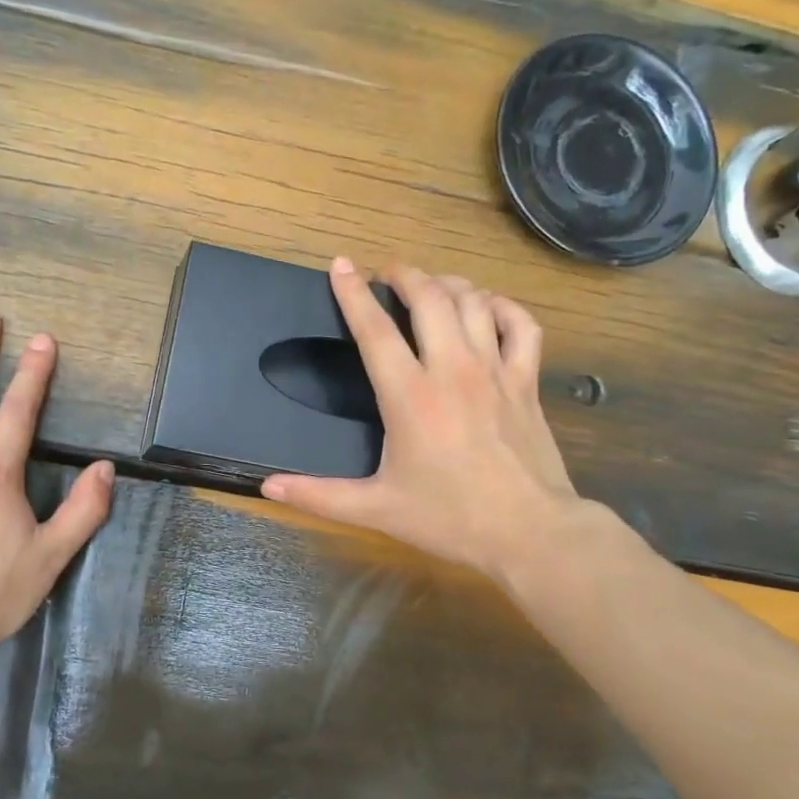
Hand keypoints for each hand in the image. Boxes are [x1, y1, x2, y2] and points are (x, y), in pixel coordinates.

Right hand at [261, 259, 608, 584]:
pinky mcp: (526, 382)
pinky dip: (503, 307)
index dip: (354, 293)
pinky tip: (489, 309)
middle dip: (405, 275)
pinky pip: (521, 325)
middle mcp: (452, 370)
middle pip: (430, 298)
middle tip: (389, 273)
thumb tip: (269, 487)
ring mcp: (495, 371)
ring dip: (448, 284)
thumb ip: (320, 495)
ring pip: (473, 302)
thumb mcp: (377, 509)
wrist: (529, 533)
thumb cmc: (449, 519)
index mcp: (410, 397)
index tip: (342, 265)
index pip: (376, 331)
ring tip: (431, 286)